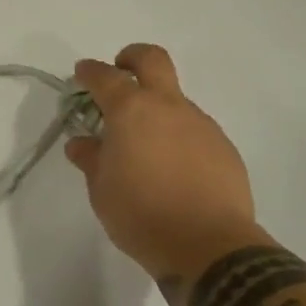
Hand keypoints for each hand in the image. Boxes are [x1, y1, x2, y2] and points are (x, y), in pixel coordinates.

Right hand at [65, 44, 260, 279]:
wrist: (210, 248)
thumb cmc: (143, 215)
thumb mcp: (102, 191)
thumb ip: (91, 159)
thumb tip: (81, 143)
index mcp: (131, 110)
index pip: (105, 76)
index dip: (90, 71)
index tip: (82, 74)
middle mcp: (167, 106)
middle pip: (152, 59)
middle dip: (132, 57)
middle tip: (122, 72)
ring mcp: (200, 124)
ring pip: (176, 99)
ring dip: (159, 109)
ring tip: (149, 147)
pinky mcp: (224, 147)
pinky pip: (196, 131)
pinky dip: (181, 138)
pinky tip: (177, 170)